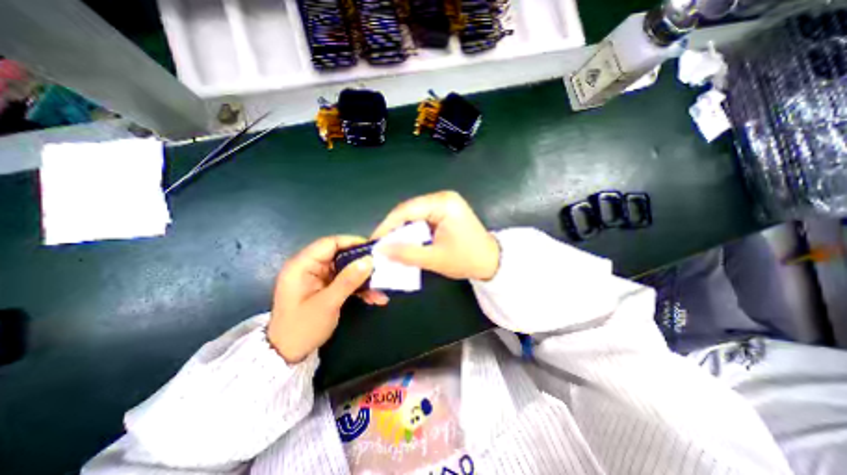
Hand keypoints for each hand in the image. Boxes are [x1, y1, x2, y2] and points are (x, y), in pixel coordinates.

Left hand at [268, 235, 372, 363]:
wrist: (287, 355)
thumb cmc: (302, 328)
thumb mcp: (327, 303)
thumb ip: (348, 280)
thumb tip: (369, 260)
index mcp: (302, 265)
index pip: (329, 243)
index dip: (352, 242)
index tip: (373, 249)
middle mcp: (311, 267)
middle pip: (341, 256)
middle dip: (362, 264)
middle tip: (382, 269)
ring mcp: (319, 278)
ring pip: (347, 270)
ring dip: (364, 280)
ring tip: (381, 290)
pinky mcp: (326, 288)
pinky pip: (346, 282)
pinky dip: (359, 289)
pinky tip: (374, 298)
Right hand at [361, 192, 497, 306]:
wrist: (491, 262)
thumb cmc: (467, 259)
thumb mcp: (435, 258)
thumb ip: (406, 253)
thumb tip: (381, 250)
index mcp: (443, 204)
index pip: (407, 210)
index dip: (388, 225)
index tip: (375, 240)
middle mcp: (443, 198)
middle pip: (409, 210)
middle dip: (394, 228)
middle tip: (381, 245)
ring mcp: (445, 203)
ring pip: (414, 214)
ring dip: (403, 230)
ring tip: (391, 245)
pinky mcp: (445, 211)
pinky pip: (422, 218)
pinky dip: (413, 230)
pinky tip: (406, 242)